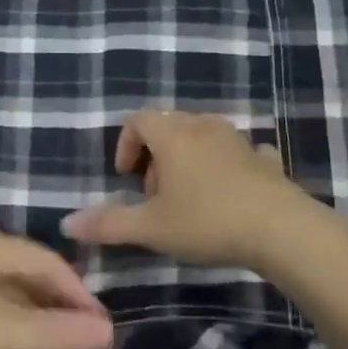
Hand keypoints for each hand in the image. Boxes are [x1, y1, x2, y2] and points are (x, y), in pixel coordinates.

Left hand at [0, 228, 113, 348]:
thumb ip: (53, 333)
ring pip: (4, 288)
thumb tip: (108, 332)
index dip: (80, 296)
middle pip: (29, 273)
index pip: (53, 264)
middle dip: (56, 308)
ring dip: (28, 317)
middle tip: (75, 347)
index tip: (100, 331)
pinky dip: (1, 321)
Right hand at [61, 109, 321, 268]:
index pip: (138, 119)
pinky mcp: (264, 158)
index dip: (125, 144)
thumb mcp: (152, 228)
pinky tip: (230, 193)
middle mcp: (202, 126)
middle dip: (155, 156)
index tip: (126, 178)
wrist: (280, 228)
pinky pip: (237, 152)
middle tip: (154, 196)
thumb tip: (67, 223)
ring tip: (189, 198)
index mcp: (172, 134)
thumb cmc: (207, 221)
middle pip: (169, 125)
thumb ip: (108, 224)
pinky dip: (226, 165)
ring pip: (202, 136)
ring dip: (188, 160)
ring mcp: (237, 139)